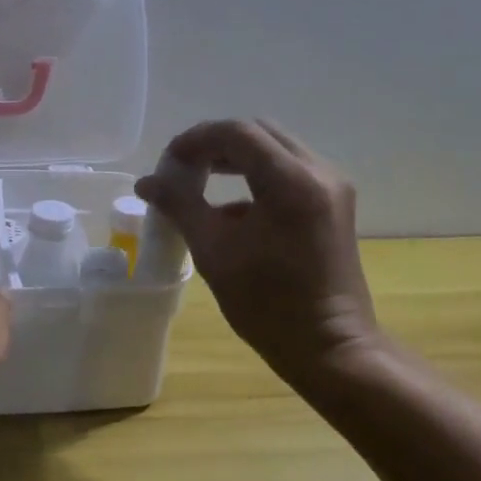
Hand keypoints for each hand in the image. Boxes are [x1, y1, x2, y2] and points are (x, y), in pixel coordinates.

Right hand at [135, 119, 386, 390]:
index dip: (195, 139)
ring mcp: (332, 186)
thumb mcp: (214, 251)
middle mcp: (318, 172)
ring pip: (275, 148)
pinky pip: (289, 169)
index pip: (237, 133)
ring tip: (199, 180)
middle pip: (258, 132)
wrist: (330, 348)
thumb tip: (146, 183)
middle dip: (215, 144)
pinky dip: (256, 174)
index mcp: (291, 182)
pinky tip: (230, 207)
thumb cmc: (268, 304)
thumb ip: (179, 206)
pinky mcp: (334, 203)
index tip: (167, 163)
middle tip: (182, 169)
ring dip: (235, 157)